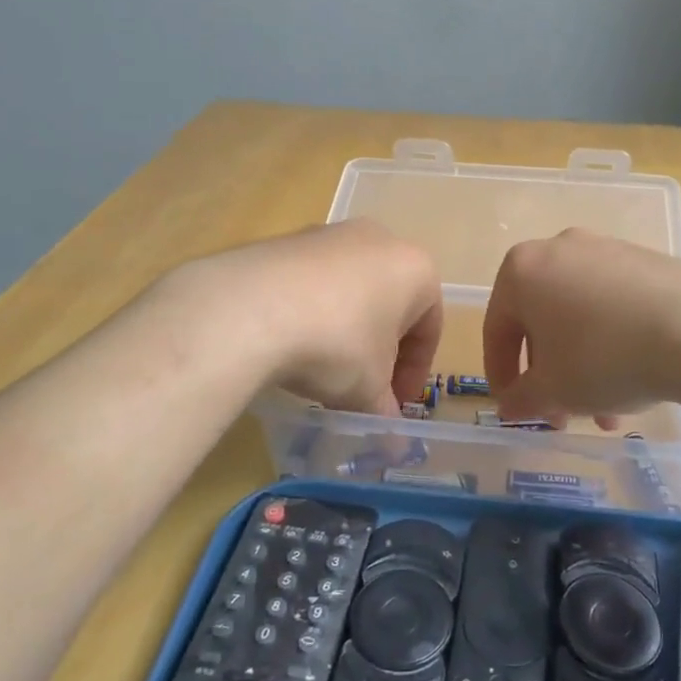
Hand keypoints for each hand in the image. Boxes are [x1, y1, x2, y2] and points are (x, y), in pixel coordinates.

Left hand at [168, 219, 442, 416]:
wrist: (251, 308)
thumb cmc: (337, 345)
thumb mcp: (368, 390)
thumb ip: (385, 414)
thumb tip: (394, 446)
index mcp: (416, 270)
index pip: (429, 328)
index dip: (414, 373)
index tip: (395, 404)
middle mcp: (380, 240)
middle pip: (390, 305)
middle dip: (381, 350)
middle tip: (364, 388)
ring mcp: (331, 235)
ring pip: (352, 291)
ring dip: (347, 331)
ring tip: (324, 369)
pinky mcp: (288, 240)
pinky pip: (313, 282)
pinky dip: (312, 312)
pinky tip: (292, 343)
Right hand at [483, 229, 680, 425]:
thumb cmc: (602, 357)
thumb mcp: (553, 391)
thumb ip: (521, 399)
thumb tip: (510, 405)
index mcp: (521, 270)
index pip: (496, 329)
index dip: (501, 375)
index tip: (514, 408)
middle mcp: (558, 249)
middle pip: (541, 322)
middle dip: (550, 373)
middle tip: (563, 414)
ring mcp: (606, 249)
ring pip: (580, 316)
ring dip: (583, 364)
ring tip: (607, 410)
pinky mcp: (645, 259)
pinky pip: (613, 304)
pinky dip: (613, 341)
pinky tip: (634, 376)